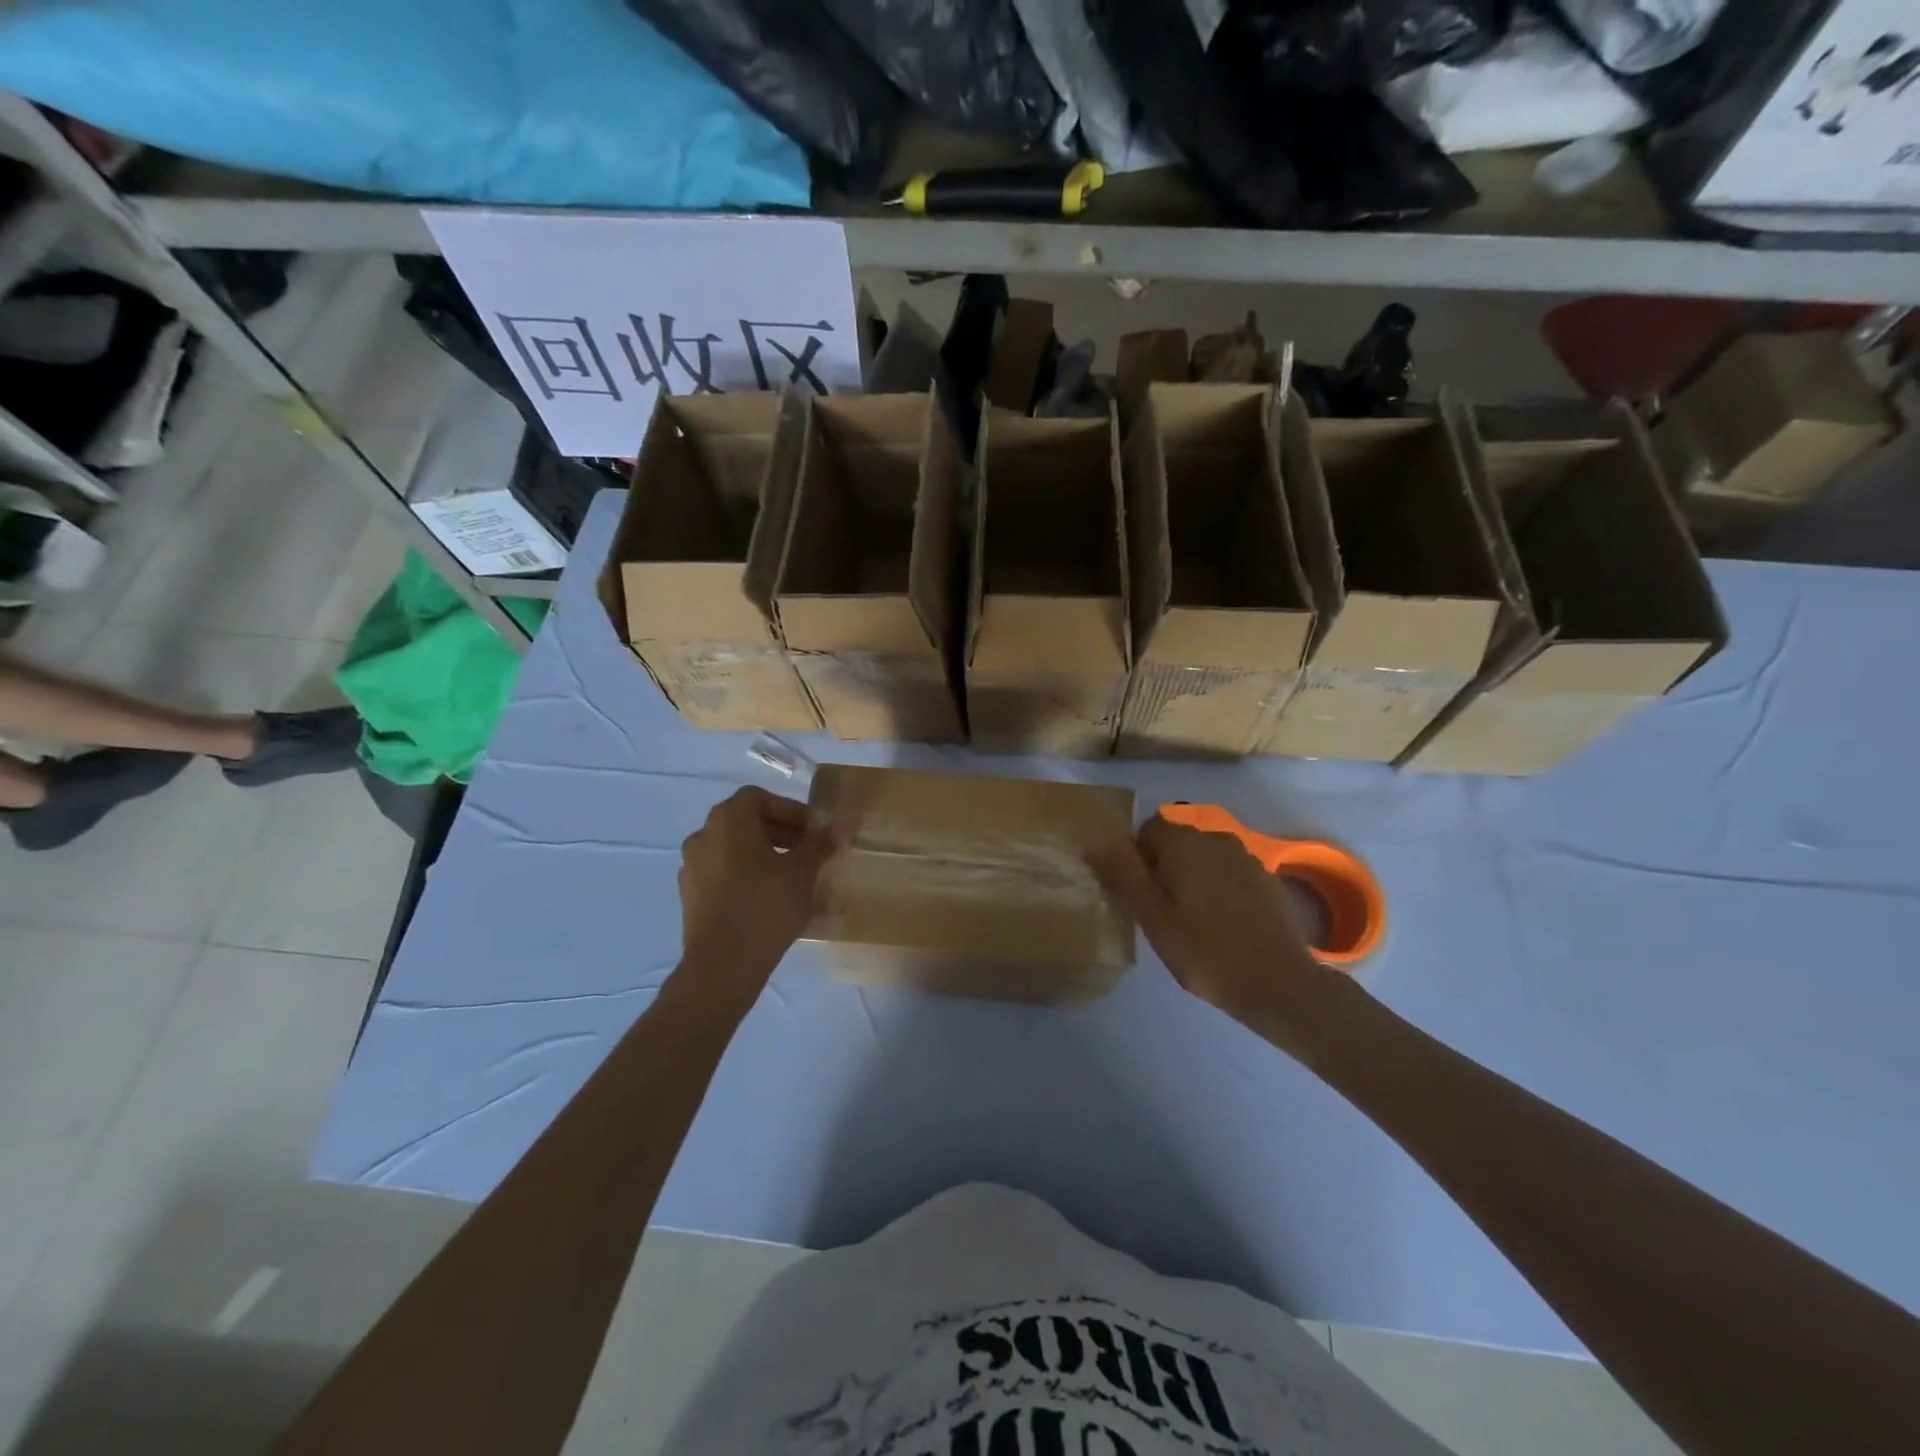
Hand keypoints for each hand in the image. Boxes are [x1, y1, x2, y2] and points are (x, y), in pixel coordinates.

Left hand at [678, 786, 845, 977]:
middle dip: (780, 833)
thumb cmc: (765, 905)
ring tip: (792, 878)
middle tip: (809, 853)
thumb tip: (845, 823)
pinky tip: (769, 900)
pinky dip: (746, 877)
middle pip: (745, 822)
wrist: (723, 964)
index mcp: (728, 820)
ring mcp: (692, 867)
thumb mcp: (802, 871)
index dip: (790, 810)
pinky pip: (723, 875)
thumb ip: (821, 844)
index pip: (759, 798)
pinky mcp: (690, 897)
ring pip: (734, 850)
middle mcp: (703, 835)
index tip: (813, 832)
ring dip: (763, 856)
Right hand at [1088, 815, 1336, 1032]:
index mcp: (1185, 843)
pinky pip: (1229, 872)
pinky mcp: (1267, 879)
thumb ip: (1124, 875)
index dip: (1137, 858)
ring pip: (1204, 857)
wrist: (1280, 985)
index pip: (1148, 829)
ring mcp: (1247, 857)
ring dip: (1192, 877)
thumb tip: (1096, 842)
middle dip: (1165, 867)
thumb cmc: (1205, 952)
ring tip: (1192, 920)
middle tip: (1162, 913)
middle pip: (1177, 841)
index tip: (1141, 895)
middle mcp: (1216, 838)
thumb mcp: (1153, 918)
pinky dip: (1220, 888)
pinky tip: (1223, 924)